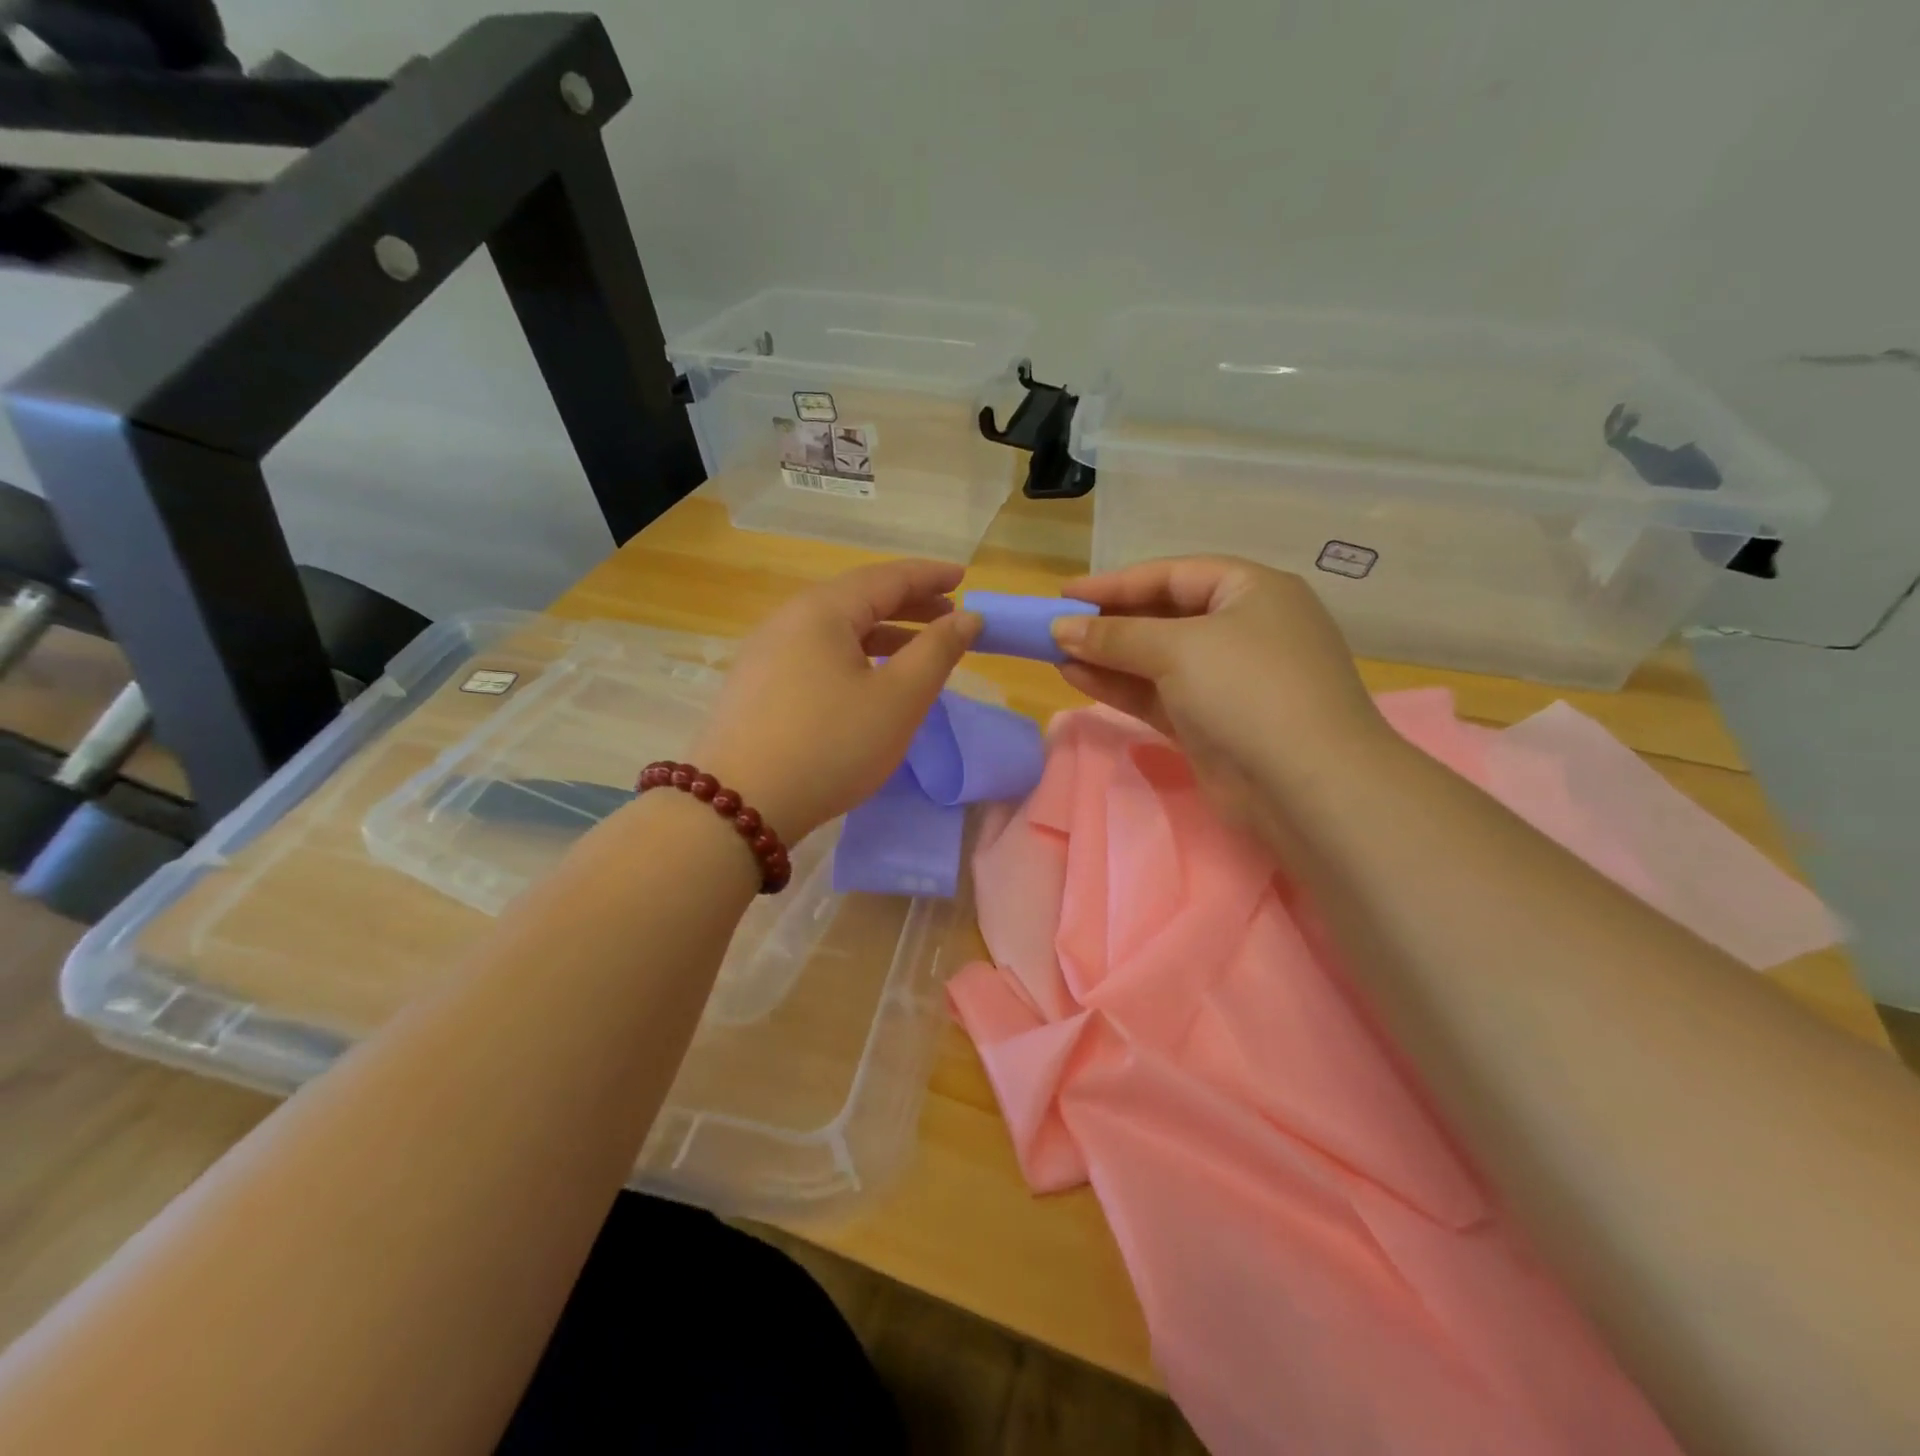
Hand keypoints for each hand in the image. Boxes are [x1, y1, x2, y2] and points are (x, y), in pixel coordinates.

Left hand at [689, 560, 981, 842]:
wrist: (739, 805)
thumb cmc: (831, 745)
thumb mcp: (898, 699)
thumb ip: (938, 652)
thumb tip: (968, 617)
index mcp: (823, 610)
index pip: (887, 578)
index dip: (930, 576)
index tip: (964, 577)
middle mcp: (788, 620)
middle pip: (857, 599)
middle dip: (908, 605)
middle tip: (948, 617)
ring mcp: (765, 654)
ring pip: (835, 630)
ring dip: (881, 634)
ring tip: (917, 651)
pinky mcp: (756, 687)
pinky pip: (816, 655)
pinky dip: (853, 657)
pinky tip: (868, 682)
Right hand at [1051, 556, 1392, 824]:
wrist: (1306, 786)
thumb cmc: (1249, 690)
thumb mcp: (1179, 649)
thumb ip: (1115, 636)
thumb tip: (1060, 629)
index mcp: (1251, 591)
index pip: (1173, 574)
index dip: (1116, 582)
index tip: (1065, 593)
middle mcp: (1243, 629)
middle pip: (1164, 616)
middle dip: (1109, 622)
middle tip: (1057, 626)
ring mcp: (1228, 681)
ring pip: (1156, 660)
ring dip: (1107, 656)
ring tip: (1054, 653)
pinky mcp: (1211, 724)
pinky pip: (1158, 695)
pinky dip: (1120, 687)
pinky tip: (1077, 678)